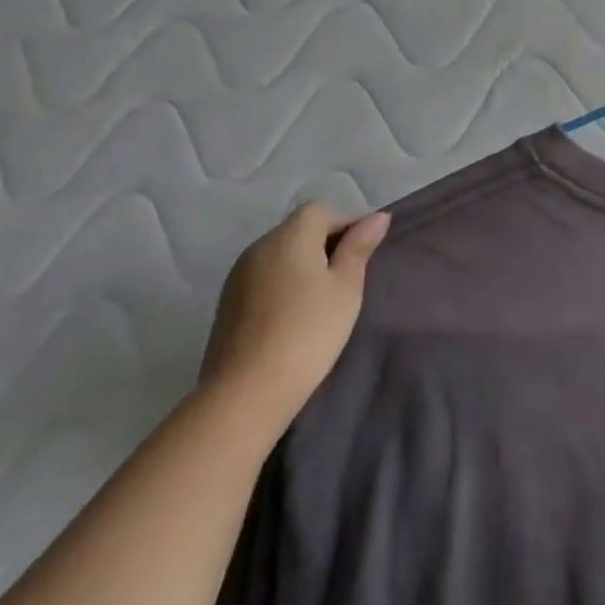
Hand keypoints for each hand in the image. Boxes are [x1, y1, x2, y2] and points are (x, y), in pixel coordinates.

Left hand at [199, 203, 390, 430]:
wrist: (246, 393)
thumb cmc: (309, 332)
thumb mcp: (346, 287)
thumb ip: (359, 247)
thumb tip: (377, 216)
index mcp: (289, 236)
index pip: (321, 210)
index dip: (345, 225)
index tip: (360, 258)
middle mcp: (259, 247)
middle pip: (298, 230)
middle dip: (324, 246)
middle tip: (345, 282)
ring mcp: (237, 276)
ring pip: (280, 255)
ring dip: (302, 267)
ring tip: (320, 302)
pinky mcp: (227, 303)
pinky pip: (263, 278)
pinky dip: (282, 286)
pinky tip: (292, 318)